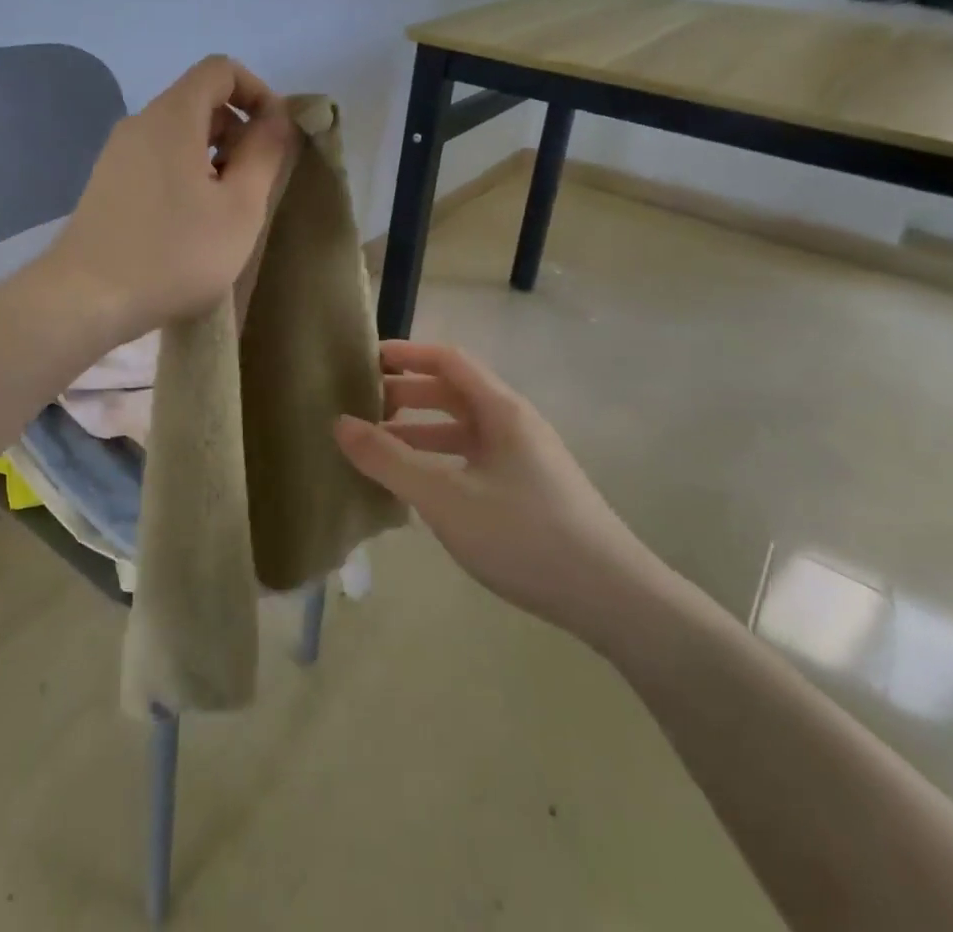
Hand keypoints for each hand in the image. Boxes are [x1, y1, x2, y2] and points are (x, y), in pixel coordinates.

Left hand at [49, 55, 295, 343]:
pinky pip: (156, 160)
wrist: (85, 299)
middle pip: (198, 101)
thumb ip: (265, 154)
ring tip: (226, 210)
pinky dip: (185, 173)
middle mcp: (140, 124)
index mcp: (172, 117)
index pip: (220, 69)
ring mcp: (117, 154)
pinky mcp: (106, 184)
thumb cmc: (174, 253)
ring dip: (213, 157)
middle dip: (238, 130)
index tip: (275, 136)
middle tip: (256, 183)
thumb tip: (277, 118)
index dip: (257, 91)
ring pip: (178, 135)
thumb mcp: (239, 207)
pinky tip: (191, 224)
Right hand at [334, 341, 666, 639]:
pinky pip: (474, 460)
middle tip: (363, 407)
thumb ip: (389, 460)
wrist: (613, 598)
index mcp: (501, 410)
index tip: (366, 360)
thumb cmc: (525, 535)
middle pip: (454, 393)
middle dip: (407, 395)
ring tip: (379, 448)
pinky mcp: (530, 491)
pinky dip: (440, 461)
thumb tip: (339, 424)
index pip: (448, 361)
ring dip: (421, 432)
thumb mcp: (445, 498)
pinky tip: (419, 489)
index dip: (407, 354)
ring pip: (463, 430)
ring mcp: (525, 460)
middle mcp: (515, 425)